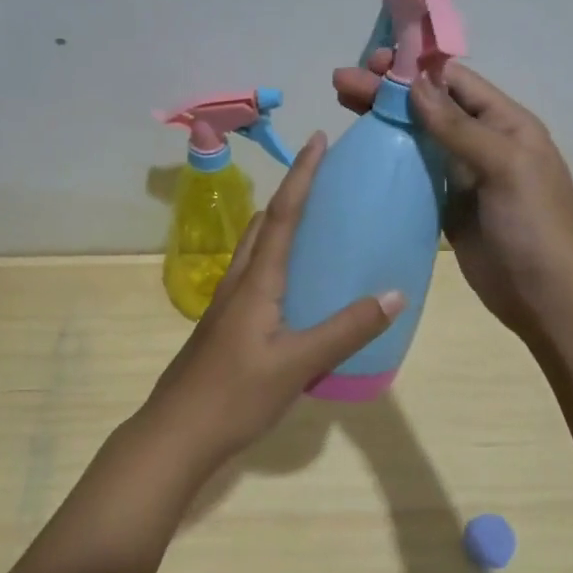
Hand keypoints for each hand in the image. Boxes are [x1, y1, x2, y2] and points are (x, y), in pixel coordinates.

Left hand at [144, 131, 404, 465]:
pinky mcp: (226, 324)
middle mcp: (239, 281)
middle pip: (265, 223)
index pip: (284, 214)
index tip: (318, 139)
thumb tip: (396, 294)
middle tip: (324, 178)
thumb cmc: (235, 395)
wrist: (176, 433)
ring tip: (315, 222)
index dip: (302, 175)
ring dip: (281, 223)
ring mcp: (228, 304)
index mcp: (256, 281)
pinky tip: (296, 283)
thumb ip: (347, 329)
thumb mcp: (298, 363)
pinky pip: (255, 274)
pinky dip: (277, 257)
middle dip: (292, 192)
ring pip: (256, 248)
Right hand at [333, 51, 572, 343]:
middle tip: (342, 83)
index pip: (454, 82)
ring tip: (342, 104)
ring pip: (417, 136)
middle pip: (429, 106)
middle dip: (387, 91)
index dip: (413, 68)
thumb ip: (458, 126)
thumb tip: (414, 84)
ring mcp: (462, 175)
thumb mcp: (503, 166)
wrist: (545, 297)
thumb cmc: (533, 225)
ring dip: (383, 120)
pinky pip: (414, 172)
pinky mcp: (446, 205)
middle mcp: (482, 141)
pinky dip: (388, 158)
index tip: (372, 61)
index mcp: (505, 123)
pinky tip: (360, 151)